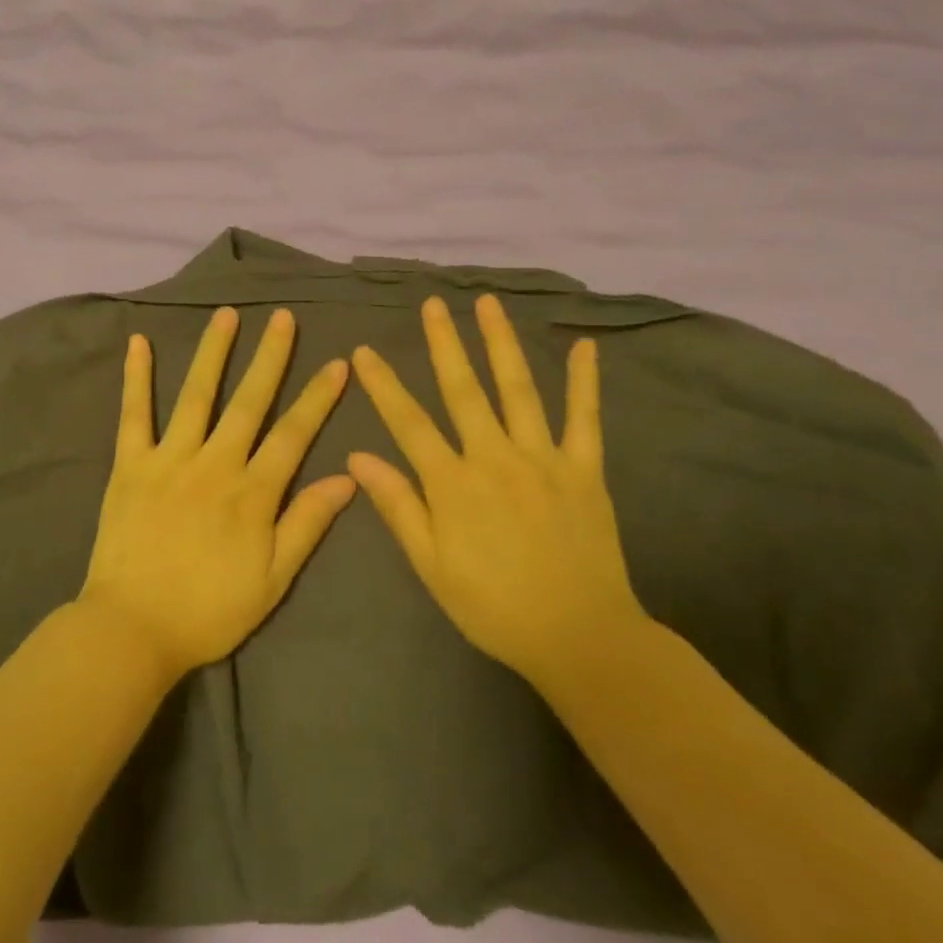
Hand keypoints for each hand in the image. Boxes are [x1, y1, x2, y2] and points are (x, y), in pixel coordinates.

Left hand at [79, 306, 355, 676]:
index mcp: (252, 493)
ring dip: (213, 353)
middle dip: (270, 358)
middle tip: (283, 318)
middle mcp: (215, 464)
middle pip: (249, 402)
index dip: (317, 398)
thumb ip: (307, 524)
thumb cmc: (209, 611)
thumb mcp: (272, 580)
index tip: (337, 363)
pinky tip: (138, 342)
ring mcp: (169, 459)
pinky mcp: (130, 465)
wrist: (133, 629)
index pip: (294, 434)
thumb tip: (347, 477)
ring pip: (196, 396)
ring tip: (226, 315)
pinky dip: (136, 378)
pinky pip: (134, 414)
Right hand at [347, 294, 645, 690]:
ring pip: (518, 390)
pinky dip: (583, 381)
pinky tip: (583, 346)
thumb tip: (357, 457)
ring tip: (488, 304)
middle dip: (444, 344)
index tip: (365, 351)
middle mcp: (495, 458)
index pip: (408, 422)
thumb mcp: (431, 565)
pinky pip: (585, 419)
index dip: (383, 384)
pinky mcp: (585, 470)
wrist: (579, 637)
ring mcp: (544, 459)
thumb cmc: (493, 606)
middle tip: (432, 304)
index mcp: (453, 484)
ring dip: (500, 344)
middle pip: (463, 390)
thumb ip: (397, 506)